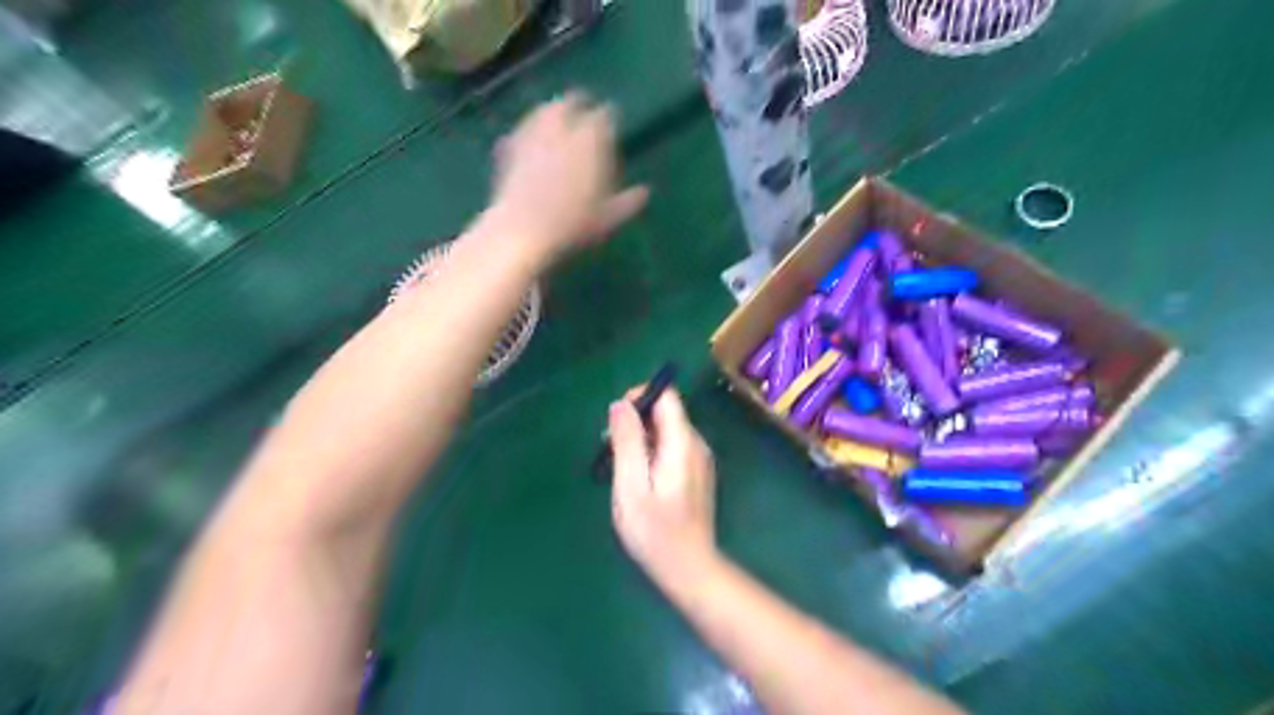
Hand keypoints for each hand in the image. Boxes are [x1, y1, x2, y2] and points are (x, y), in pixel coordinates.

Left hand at [489, 93, 647, 263]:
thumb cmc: (572, 224)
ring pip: (543, 111)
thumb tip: (645, 192)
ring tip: (556, 118)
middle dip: (578, 104)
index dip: (609, 117)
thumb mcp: (608, 217)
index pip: (604, 115)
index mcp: (589, 140)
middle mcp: (561, 129)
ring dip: (552, 111)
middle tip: (583, 110)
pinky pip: (521, 131)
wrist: (522, 230)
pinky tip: (529, 139)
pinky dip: (529, 131)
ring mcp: (532, 136)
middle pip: (569, 103)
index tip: (612, 122)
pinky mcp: (509, 149)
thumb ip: (628, 202)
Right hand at [606, 390, 714, 585]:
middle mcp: (696, 444)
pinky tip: (640, 481)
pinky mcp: (697, 473)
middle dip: (636, 422)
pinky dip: (653, 452)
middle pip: (666, 412)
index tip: (616, 423)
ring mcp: (699, 459)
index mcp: (682, 442)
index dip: (639, 398)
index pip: (666, 396)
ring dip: (642, 439)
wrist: (689, 569)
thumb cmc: (655, 531)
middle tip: (612, 451)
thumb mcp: (631, 486)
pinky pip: (673, 447)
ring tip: (622, 469)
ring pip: (667, 430)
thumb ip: (627, 441)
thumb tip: (620, 404)